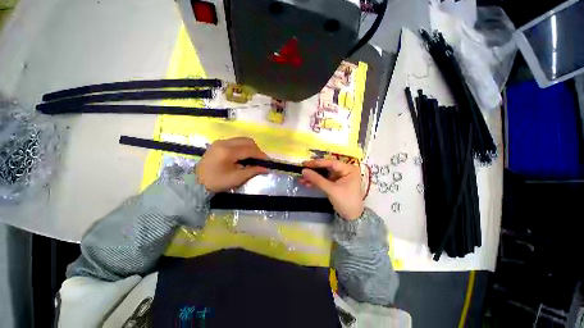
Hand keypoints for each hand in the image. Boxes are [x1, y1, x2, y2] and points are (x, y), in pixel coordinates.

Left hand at [196, 137, 268, 192]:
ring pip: (242, 139)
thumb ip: (252, 171)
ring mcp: (221, 141)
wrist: (196, 182)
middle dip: (257, 150)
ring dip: (251, 147)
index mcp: (227, 151)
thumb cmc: (216, 182)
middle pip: (247, 141)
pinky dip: (244, 147)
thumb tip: (266, 168)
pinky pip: (236, 141)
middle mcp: (224, 142)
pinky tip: (244, 155)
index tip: (268, 161)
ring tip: (254, 158)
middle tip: (261, 160)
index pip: (249, 149)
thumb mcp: (236, 178)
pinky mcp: (219, 143)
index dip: (261, 155)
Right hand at [300, 159, 363, 219]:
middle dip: (314, 171)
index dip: (317, 163)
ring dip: (313, 177)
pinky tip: (306, 183)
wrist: (351, 217)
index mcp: (348, 169)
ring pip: (324, 174)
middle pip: (326, 168)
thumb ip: (317, 179)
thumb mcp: (331, 190)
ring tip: (301, 179)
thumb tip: (304, 171)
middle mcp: (344, 170)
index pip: (331, 163)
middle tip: (302, 170)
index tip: (305, 163)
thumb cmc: (345, 201)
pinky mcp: (335, 183)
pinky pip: (324, 180)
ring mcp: (339, 177)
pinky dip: (316, 182)